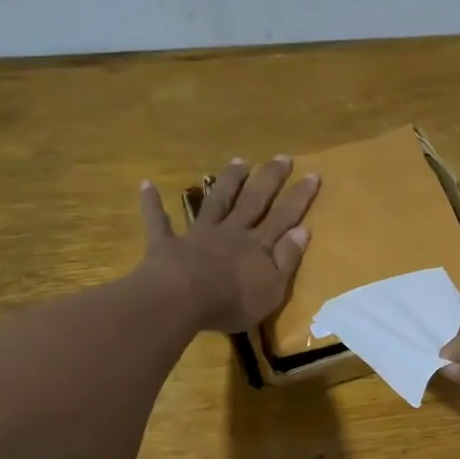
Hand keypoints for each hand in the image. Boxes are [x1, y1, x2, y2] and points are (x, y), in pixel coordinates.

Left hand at [139, 156, 320, 332]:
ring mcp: (198, 234)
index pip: (284, 217)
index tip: (313, 174)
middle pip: (253, 200)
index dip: (299, 197)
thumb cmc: (232, 301)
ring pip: (216, 201)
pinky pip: (158, 221)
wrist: (181, 300)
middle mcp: (231, 232)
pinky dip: (152, 203)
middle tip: (281, 157)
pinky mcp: (168, 243)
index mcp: (258, 246)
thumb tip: (303, 230)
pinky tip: (146, 185)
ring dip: (227, 181)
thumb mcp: (272, 288)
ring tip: (238, 161)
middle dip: (269, 179)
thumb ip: (287, 259)